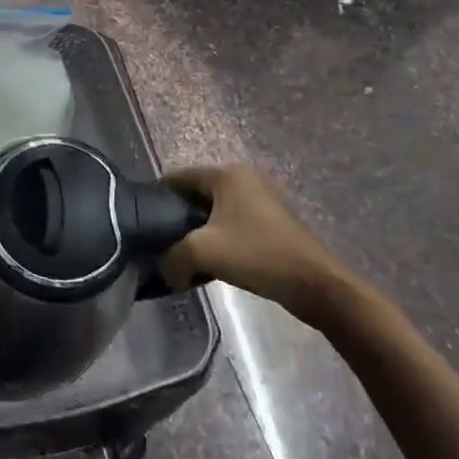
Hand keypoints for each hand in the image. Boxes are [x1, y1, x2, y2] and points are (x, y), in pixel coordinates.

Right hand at [157, 165, 348, 324]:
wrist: (314, 284)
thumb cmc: (256, 254)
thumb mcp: (203, 252)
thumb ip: (173, 257)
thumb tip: (164, 270)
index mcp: (226, 175)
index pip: (179, 178)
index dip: (158, 197)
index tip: (143, 221)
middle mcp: (244, 178)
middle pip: (197, 193)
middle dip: (178, 215)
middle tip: (162, 240)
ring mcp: (262, 198)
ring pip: (216, 210)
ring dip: (200, 228)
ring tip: (184, 252)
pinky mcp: (272, 220)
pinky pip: (234, 221)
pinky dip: (220, 235)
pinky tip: (213, 259)